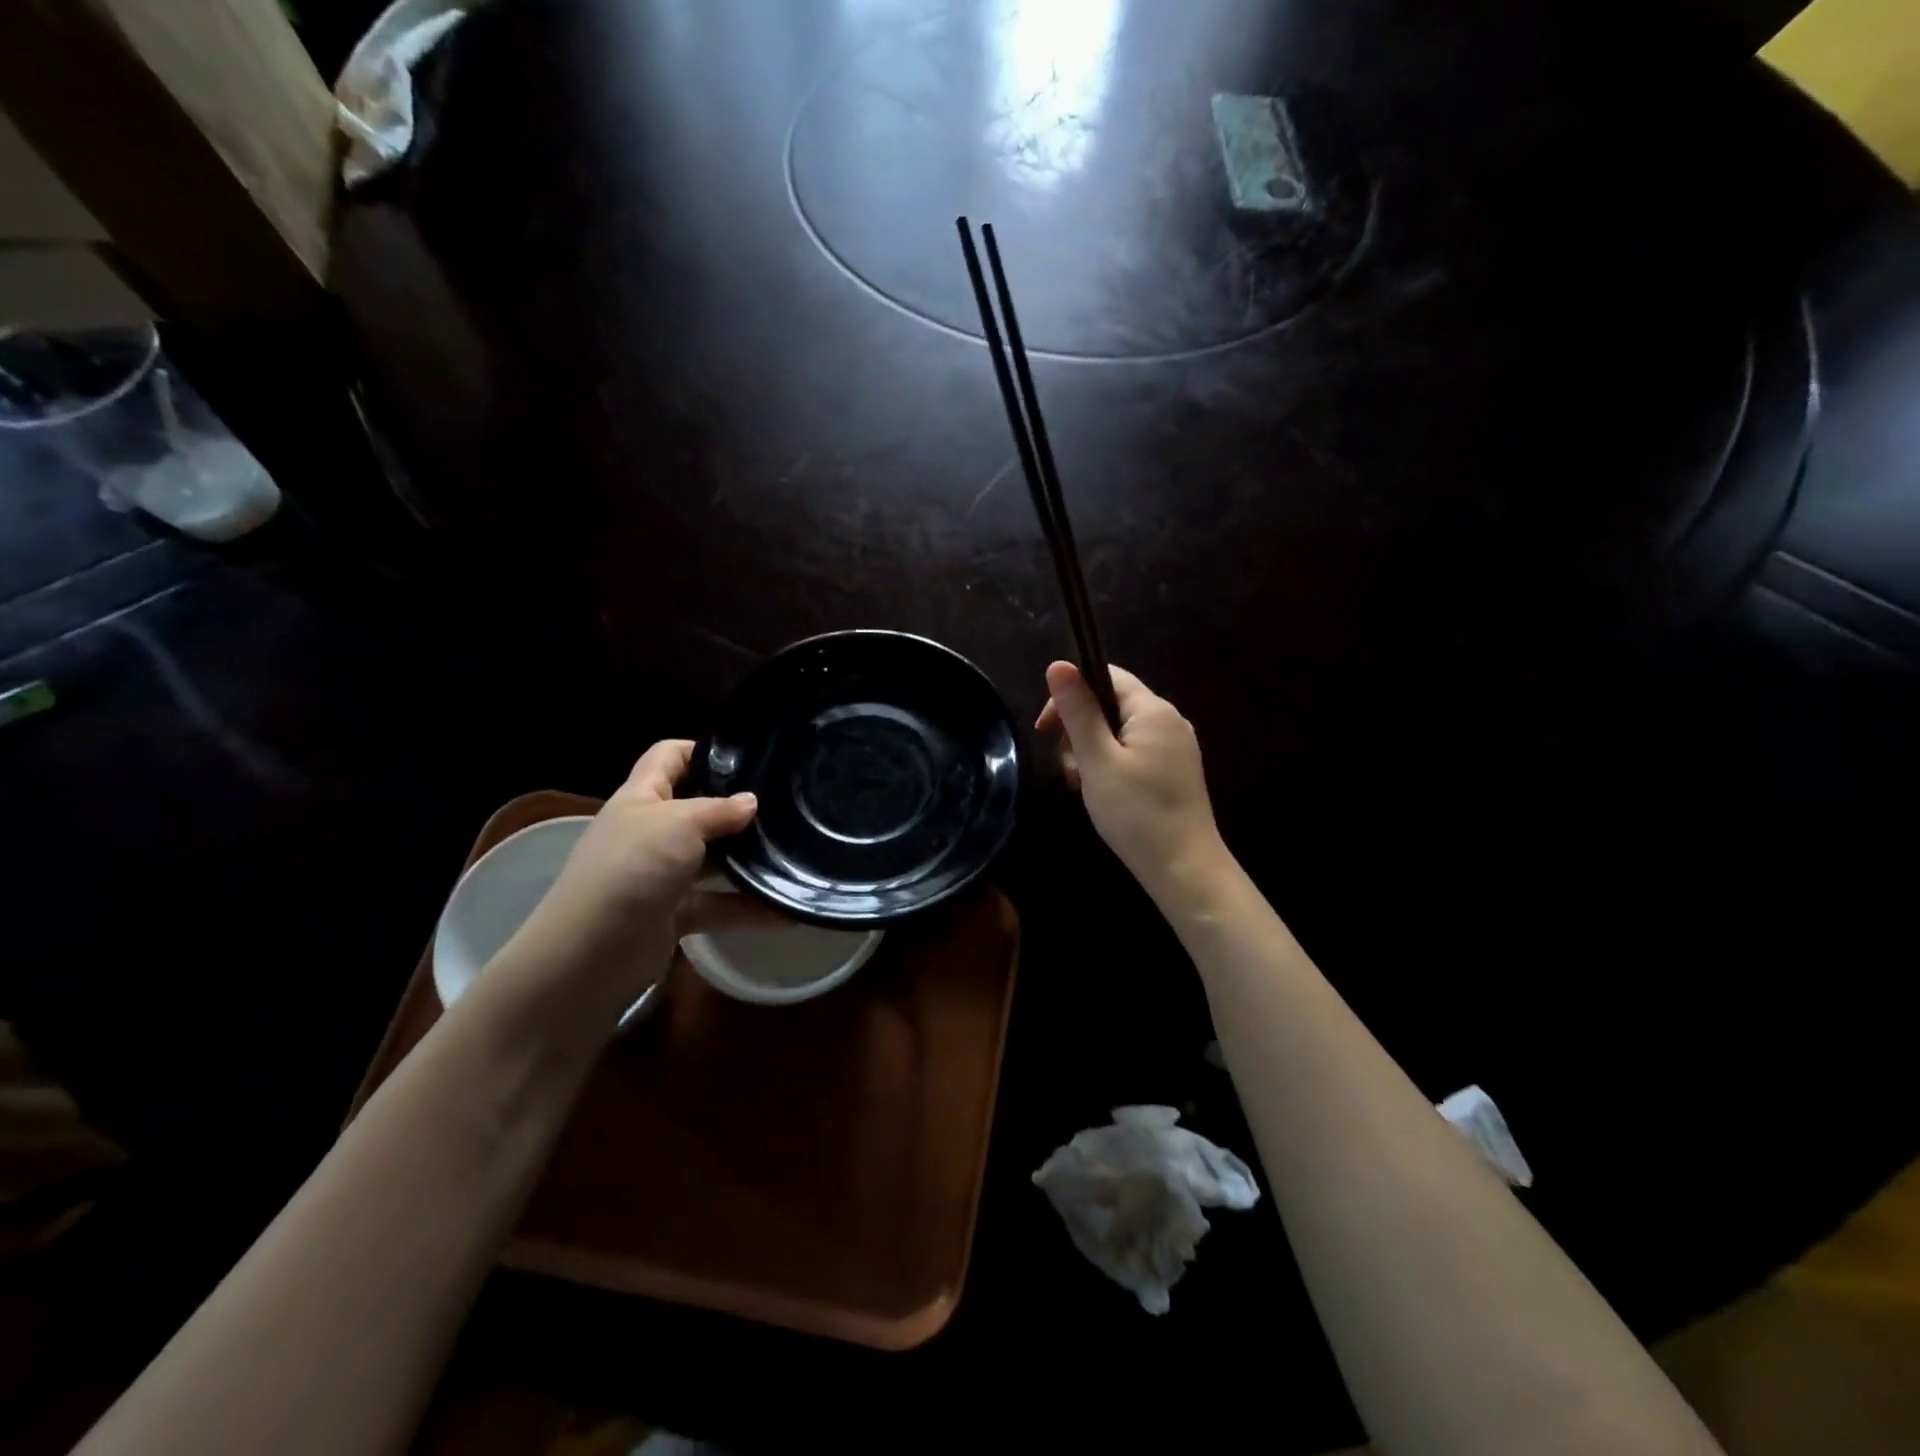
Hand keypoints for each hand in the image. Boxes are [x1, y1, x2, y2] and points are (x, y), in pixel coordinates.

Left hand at [488, 740, 759, 1039]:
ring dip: (747, 859)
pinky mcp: (675, 914)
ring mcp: (662, 875)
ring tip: (794, 851)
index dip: (703, 750)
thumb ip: (719, 810)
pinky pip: (719, 905)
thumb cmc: (633, 868)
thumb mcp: (679, 824)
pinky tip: (788, 910)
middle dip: (736, 807)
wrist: (592, 953)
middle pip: (697, 808)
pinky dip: (749, 908)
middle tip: (784, 805)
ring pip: (712, 859)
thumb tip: (751, 801)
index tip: (749, 757)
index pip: (669, 756)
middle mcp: (650, 832)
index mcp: (642, 797)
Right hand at [1036, 662, 1225, 902]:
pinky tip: (1104, 793)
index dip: (1071, 694)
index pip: (1105, 676)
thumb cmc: (1136, 813)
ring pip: (1119, 732)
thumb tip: (1058, 664)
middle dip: (1079, 730)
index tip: (1047, 730)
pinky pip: (1134, 752)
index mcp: (1153, 710)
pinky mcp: (1174, 771)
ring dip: (1092, 752)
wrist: (1184, 869)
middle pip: (1110, 704)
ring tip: (1084, 786)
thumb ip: (1078, 711)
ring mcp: (1175, 747)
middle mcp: (1169, 720)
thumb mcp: (1096, 760)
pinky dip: (1111, 765)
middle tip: (1070, 769)